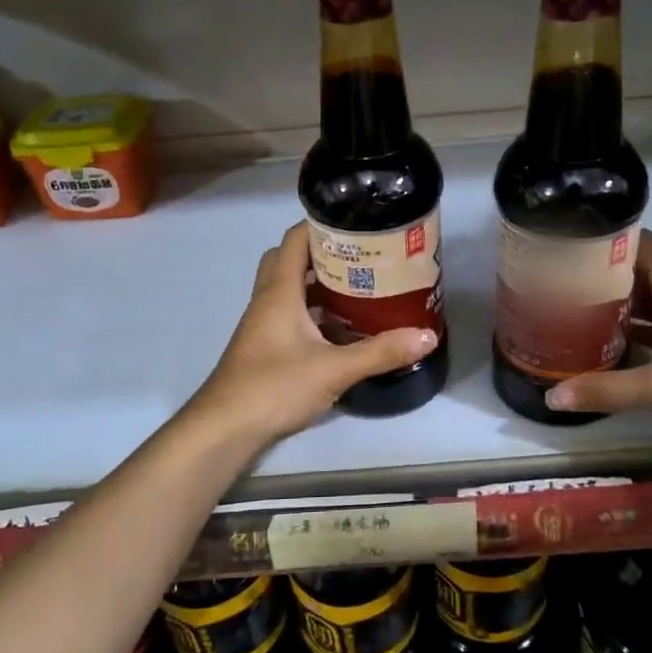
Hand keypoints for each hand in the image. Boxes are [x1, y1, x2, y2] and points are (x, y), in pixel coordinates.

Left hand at [192, 224, 437, 446]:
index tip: (358, 224)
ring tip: (359, 287)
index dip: (322, 225)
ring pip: (289, 289)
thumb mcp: (334, 370)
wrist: (225, 428)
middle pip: (290, 260)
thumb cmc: (274, 387)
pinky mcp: (264, 346)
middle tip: (360, 257)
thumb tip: (426, 336)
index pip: (295, 239)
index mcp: (279, 291)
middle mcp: (267, 300)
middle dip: (322, 253)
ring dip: (318, 284)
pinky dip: (312, 312)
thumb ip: (380, 352)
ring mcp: (262, 324)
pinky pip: (289, 314)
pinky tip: (339, 329)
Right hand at [546, 231, 651, 445]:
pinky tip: (619, 346)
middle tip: (564, 285)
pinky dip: (643, 328)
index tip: (571, 248)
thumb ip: (606, 390)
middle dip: (605, 276)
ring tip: (581, 313)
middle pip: (644, 271)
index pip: (641, 244)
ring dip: (624, 305)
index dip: (607, 241)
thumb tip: (553, 396)